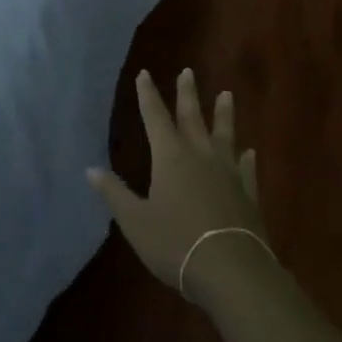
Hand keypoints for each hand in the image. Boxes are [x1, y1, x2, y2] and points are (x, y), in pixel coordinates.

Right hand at [87, 68, 269, 300]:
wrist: (232, 271)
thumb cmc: (176, 243)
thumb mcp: (136, 221)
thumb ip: (115, 193)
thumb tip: (90, 169)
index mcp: (170, 156)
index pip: (155, 116)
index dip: (148, 94)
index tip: (144, 73)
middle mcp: (199, 155)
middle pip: (192, 116)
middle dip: (187, 93)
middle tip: (188, 71)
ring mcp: (227, 172)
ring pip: (225, 135)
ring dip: (224, 114)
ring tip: (227, 94)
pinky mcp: (248, 193)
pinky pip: (247, 169)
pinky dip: (247, 159)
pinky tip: (251, 152)